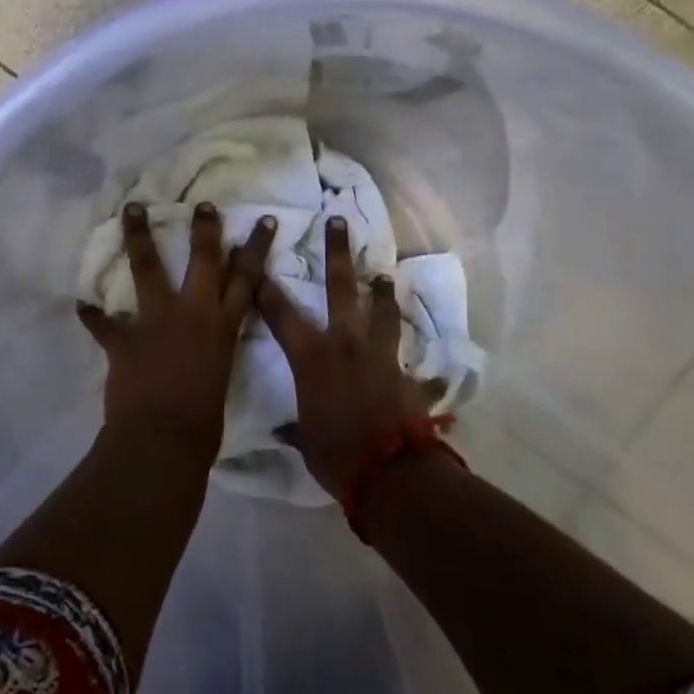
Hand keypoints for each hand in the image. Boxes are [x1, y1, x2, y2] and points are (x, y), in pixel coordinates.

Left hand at [78, 201, 276, 468]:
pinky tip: (81, 303)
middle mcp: (193, 313)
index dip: (256, 248)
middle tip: (202, 204)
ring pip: (147, 268)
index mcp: (223, 328)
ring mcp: (156, 321)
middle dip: (204, 229)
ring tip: (131, 210)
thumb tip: (207, 344)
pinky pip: (101, 321)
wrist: (165, 440)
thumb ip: (215, 351)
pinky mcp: (124, 338)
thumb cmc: (204, 423)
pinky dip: (91, 314)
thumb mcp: (222, 377)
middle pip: (204, 260)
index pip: (247, 279)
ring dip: (138, 237)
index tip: (264, 220)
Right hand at [256, 215, 444, 503]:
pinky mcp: (409, 378)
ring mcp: (382, 357)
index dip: (266, 288)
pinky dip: (424, 375)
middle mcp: (346, 344)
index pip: (280, 314)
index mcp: (312, 356)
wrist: (391, 473)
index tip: (258, 263)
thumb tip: (284, 430)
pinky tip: (434, 373)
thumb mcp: (306, 441)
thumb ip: (295, 428)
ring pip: (383, 313)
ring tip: (383, 275)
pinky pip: (419, 374)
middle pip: (340, 288)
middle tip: (339, 220)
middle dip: (338, 251)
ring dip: (382, 294)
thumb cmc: (336, 454)